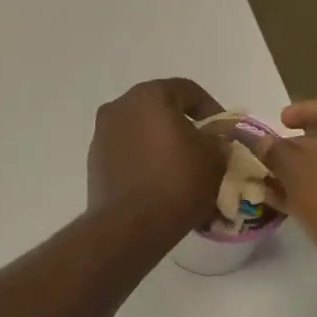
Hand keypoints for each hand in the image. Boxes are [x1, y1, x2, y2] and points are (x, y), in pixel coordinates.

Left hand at [87, 79, 227, 241]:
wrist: (130, 225)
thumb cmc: (176, 181)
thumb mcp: (214, 157)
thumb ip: (216, 140)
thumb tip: (210, 141)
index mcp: (149, 95)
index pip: (187, 90)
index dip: (211, 109)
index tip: (223, 133)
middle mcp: (119, 107)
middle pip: (159, 110)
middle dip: (183, 127)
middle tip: (203, 150)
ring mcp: (101, 135)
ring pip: (141, 133)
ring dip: (160, 145)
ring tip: (180, 170)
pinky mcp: (94, 163)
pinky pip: (127, 155)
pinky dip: (143, 162)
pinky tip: (158, 184)